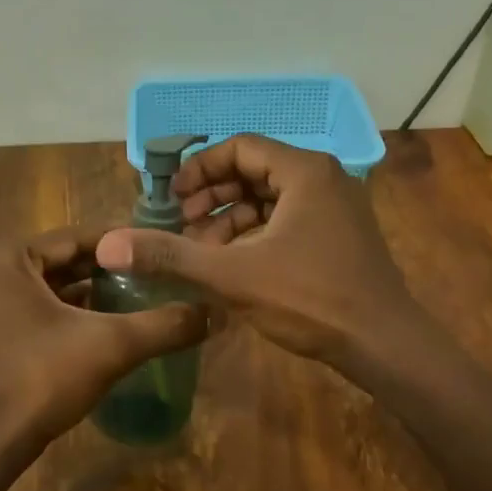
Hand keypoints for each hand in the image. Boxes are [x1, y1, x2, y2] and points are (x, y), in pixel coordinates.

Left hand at [0, 227, 209, 448]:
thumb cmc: (38, 380)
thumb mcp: (110, 346)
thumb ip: (164, 325)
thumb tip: (215, 312)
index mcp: (2, 255)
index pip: (76, 239)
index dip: (122, 247)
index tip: (159, 250)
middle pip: (55, 263)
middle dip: (102, 272)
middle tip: (149, 278)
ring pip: (37, 289)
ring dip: (79, 295)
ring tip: (128, 302)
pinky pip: (19, 311)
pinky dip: (53, 316)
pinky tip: (90, 329)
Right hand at [95, 136, 426, 369]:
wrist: (383, 343)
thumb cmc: (310, 300)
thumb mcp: (232, 276)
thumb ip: (171, 256)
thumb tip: (109, 246)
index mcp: (304, 171)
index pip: (240, 147)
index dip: (199, 169)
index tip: (173, 199)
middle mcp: (325, 178)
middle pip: (255, 170)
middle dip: (214, 196)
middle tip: (183, 225)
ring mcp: (337, 208)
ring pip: (272, 198)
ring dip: (233, 218)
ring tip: (205, 251)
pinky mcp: (341, 236)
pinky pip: (289, 219)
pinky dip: (258, 234)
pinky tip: (236, 265)